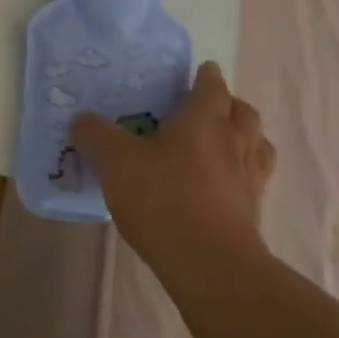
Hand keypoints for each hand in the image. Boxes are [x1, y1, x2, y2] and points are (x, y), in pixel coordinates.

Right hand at [70, 62, 275, 281]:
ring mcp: (249, 177)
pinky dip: (240, 173)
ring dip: (242, 138)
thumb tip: (82, 120)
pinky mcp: (253, 211)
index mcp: (204, 118)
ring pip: (257, 144)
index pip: (211, 84)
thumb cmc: (162, 198)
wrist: (209, 264)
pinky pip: (252, 179)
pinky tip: (218, 185)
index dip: (203, 75)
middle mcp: (235, 141)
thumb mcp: (115, 161)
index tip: (193, 74)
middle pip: (243, 111)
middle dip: (227, 104)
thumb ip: (95, 134)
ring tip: (217, 146)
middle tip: (202, 109)